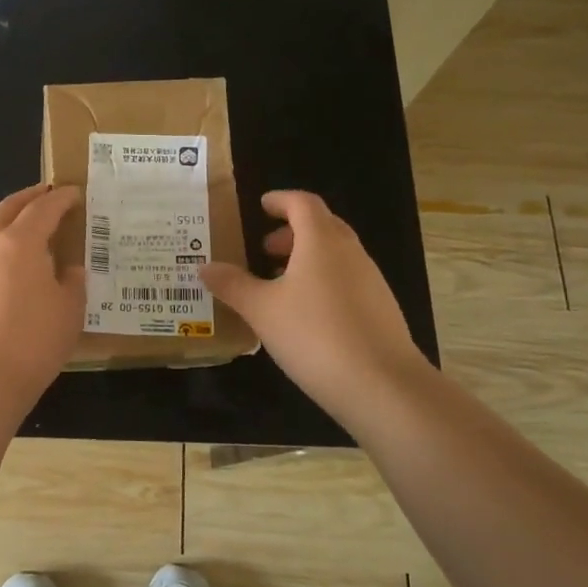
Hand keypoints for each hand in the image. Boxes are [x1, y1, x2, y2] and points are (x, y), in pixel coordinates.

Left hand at [0, 184, 85, 395]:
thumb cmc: (32, 342)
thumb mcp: (69, 312)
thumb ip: (72, 283)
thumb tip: (69, 270)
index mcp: (20, 243)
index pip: (43, 209)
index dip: (60, 199)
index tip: (73, 193)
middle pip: (6, 210)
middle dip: (27, 198)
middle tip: (44, 194)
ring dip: (9, 228)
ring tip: (30, 239)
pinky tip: (9, 279)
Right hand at [200, 190, 425, 419]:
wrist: (383, 386)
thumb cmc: (314, 335)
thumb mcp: (261, 310)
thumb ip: (232, 285)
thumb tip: (204, 267)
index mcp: (321, 241)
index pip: (302, 203)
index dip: (280, 200)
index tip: (261, 206)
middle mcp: (350, 252)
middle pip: (322, 226)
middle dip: (292, 231)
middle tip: (263, 249)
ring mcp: (371, 281)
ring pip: (336, 255)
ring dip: (307, 258)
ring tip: (279, 284)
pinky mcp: (381, 309)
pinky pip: (347, 280)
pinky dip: (323, 282)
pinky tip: (306, 315)